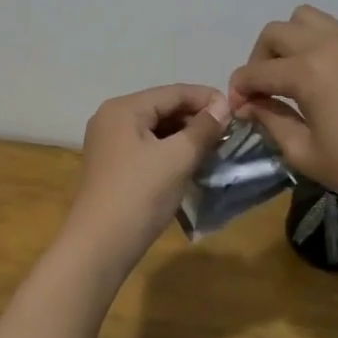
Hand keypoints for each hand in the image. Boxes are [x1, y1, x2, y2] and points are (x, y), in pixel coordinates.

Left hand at [62, 84, 230, 276]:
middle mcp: (112, 118)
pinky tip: (190, 162)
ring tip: (214, 147)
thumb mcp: (177, 158)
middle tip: (228, 132)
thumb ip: (203, 128)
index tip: (236, 109)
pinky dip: (170, 150)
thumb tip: (222, 105)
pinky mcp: (112, 165)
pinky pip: (147, 146)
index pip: (173, 92)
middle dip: (195, 117)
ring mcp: (109, 143)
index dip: (206, 98)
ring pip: (155, 129)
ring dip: (184, 135)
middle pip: (162, 107)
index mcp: (124, 108)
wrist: (100, 246)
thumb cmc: (140, 194)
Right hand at [228, 6, 337, 228]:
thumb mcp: (306, 154)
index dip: (239, 89)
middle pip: (278, 31)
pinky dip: (331, 56)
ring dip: (293, 43)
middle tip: (265, 90)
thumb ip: (271, 120)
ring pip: (312, 20)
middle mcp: (333, 45)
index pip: (257, 70)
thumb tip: (250, 105)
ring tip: (298, 77)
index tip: (238, 109)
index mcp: (310, 71)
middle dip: (261, 58)